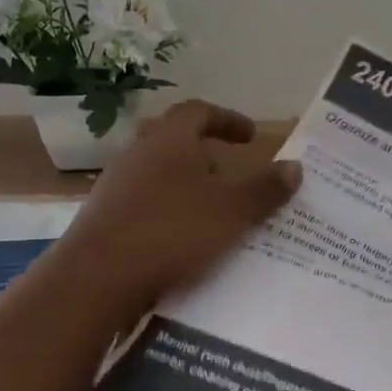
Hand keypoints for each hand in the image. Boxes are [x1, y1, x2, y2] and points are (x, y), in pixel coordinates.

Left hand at [55, 99, 300, 310]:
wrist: (96, 278)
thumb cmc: (172, 231)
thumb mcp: (232, 210)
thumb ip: (265, 189)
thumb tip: (295, 167)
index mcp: (169, 140)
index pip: (198, 111)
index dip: (227, 119)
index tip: (250, 137)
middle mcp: (138, 155)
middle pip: (176, 144)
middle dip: (208, 158)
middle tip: (235, 179)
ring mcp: (115, 187)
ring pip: (160, 177)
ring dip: (188, 189)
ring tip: (215, 216)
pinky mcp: (104, 220)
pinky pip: (146, 207)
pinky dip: (170, 216)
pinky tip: (185, 244)